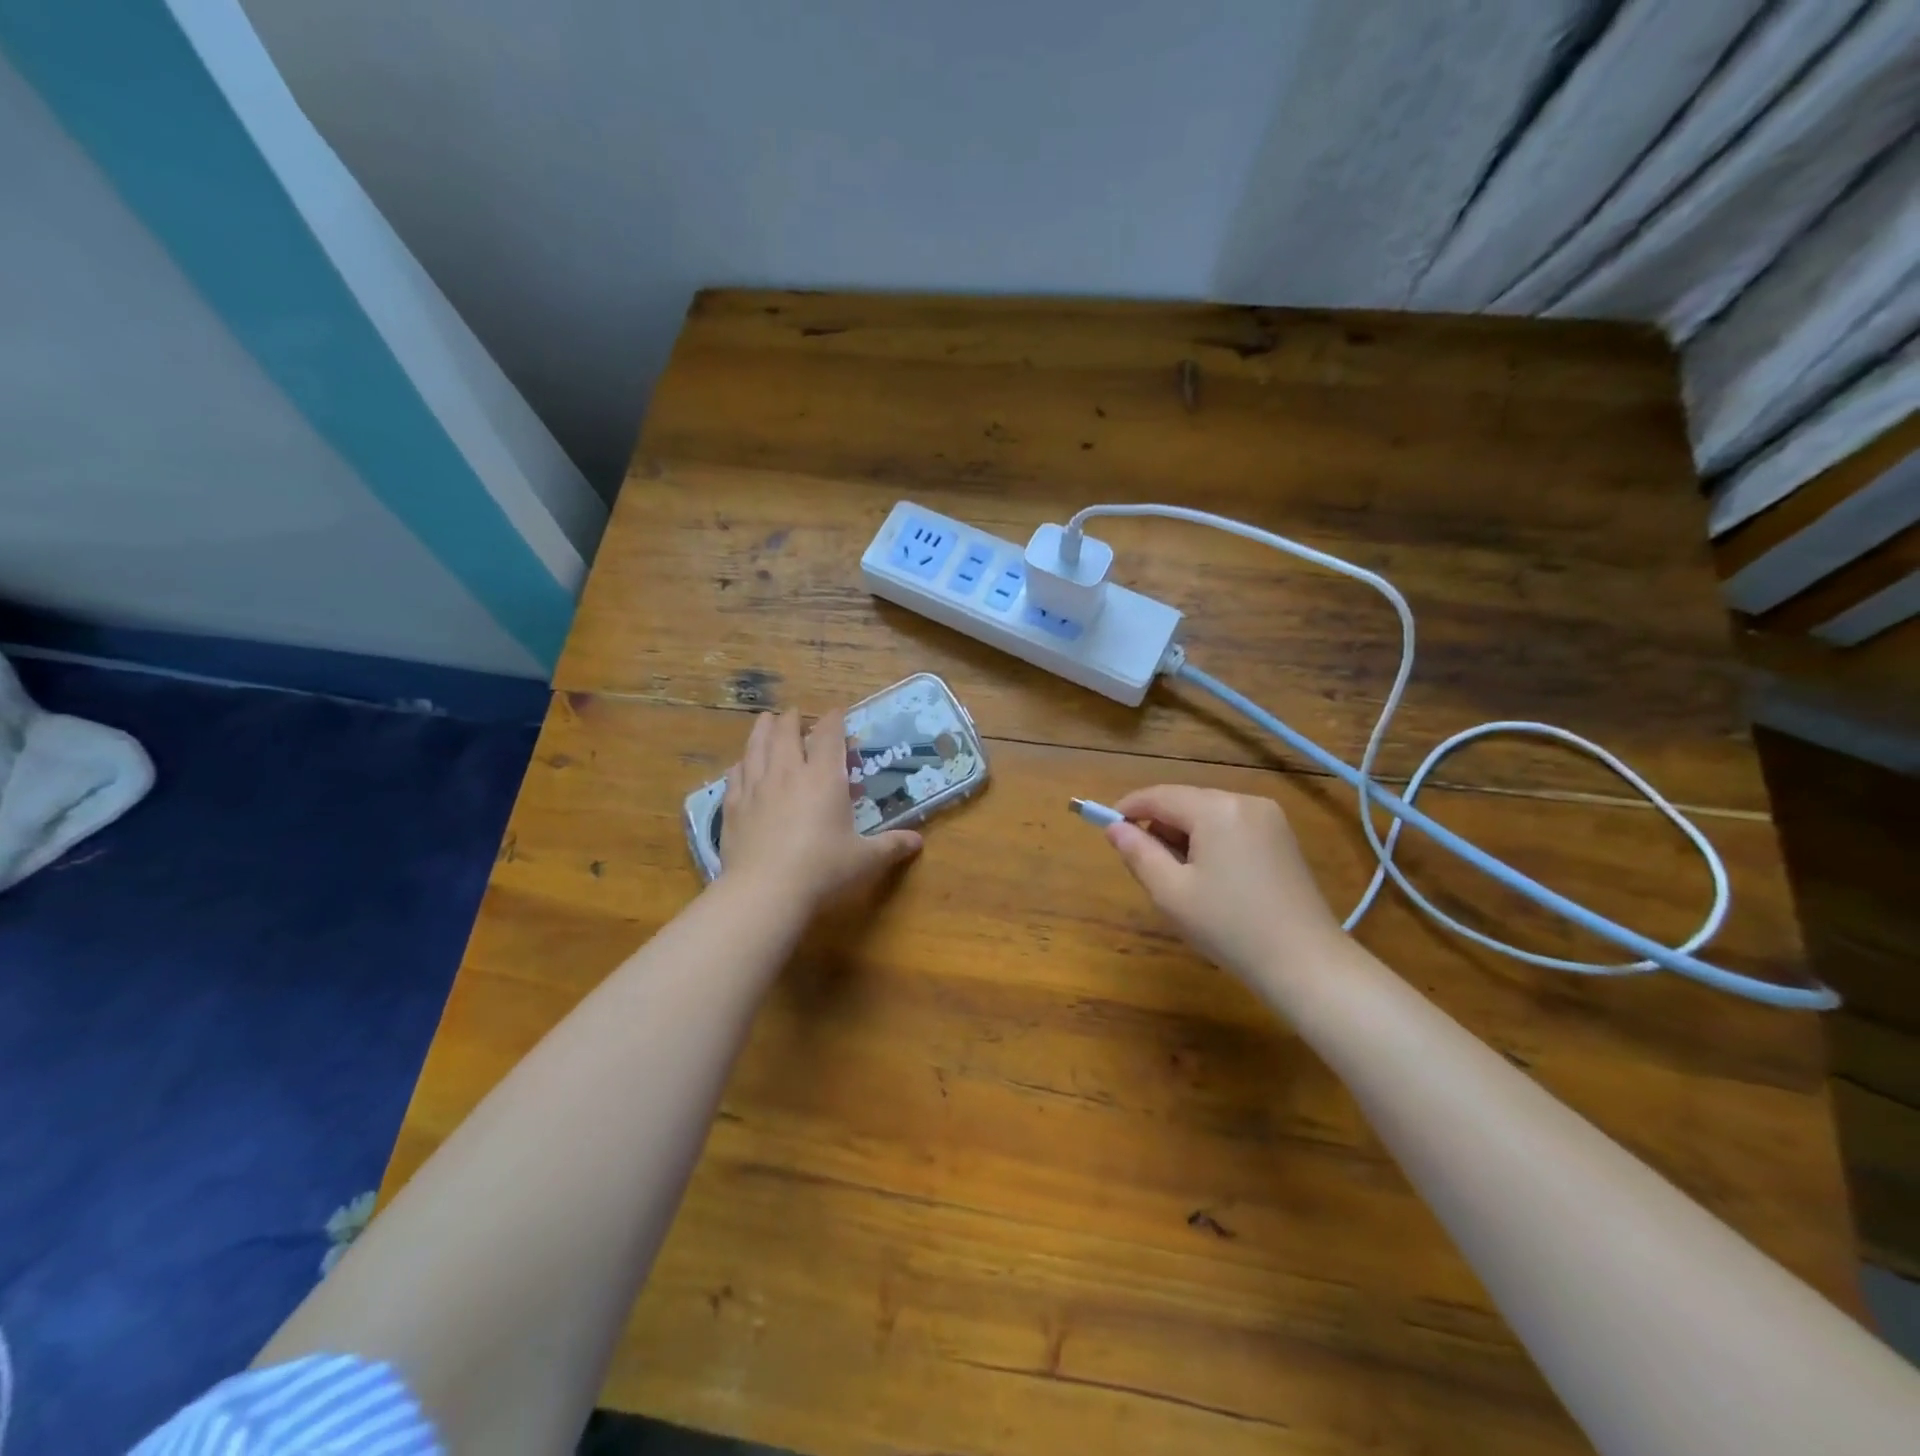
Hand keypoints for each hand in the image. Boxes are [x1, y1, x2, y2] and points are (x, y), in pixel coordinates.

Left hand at [720, 709, 920, 907]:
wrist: (765, 891)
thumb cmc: (822, 870)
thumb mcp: (864, 859)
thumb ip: (891, 846)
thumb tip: (917, 842)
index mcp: (823, 777)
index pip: (828, 735)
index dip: (834, 720)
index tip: (837, 714)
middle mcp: (788, 772)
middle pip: (786, 732)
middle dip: (792, 719)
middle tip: (795, 714)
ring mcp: (756, 787)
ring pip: (756, 746)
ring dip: (762, 729)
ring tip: (765, 720)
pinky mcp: (733, 806)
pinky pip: (735, 774)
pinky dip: (741, 763)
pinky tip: (741, 764)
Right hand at [1105, 785, 1345, 991]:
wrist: (1306, 963)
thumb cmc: (1229, 927)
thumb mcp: (1171, 893)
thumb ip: (1138, 853)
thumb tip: (1114, 827)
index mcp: (1216, 809)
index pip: (1159, 796)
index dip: (1128, 808)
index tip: (1107, 827)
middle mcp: (1244, 801)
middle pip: (1185, 802)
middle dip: (1159, 825)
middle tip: (1144, 864)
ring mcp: (1269, 818)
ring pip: (1209, 814)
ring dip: (1185, 835)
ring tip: (1178, 877)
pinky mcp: (1282, 837)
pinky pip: (1232, 826)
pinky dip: (1211, 841)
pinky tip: (1210, 877)